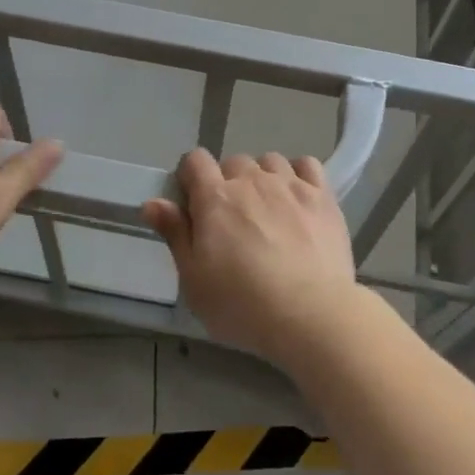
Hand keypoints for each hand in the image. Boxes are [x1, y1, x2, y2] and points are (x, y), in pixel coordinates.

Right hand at [142, 149, 359, 366]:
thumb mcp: (194, 280)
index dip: (190, 176)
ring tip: (267, 210)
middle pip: (233, 162)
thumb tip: (152, 202)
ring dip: (263, 178)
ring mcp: (290, 184)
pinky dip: (298, 175)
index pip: (195, 160)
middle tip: (232, 220)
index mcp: (216, 197)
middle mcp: (252, 180)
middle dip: (228, 183)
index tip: (192, 203)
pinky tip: (297, 198)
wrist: (311, 314)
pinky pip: (306, 165)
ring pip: (269, 162)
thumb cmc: (243, 305)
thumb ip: (175, 234)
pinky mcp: (322, 195)